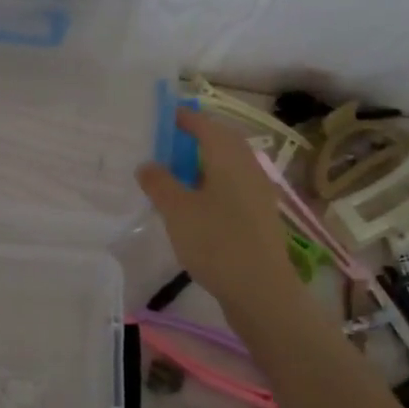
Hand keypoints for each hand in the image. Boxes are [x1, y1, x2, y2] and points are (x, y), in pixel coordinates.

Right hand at [135, 108, 302, 312]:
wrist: (261, 290)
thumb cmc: (216, 243)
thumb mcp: (177, 211)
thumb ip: (159, 183)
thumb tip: (147, 164)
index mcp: (228, 157)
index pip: (205, 124)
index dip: (183, 118)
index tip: (160, 117)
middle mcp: (247, 167)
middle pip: (221, 141)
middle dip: (195, 137)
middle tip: (166, 143)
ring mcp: (257, 192)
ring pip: (228, 165)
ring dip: (203, 162)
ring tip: (176, 172)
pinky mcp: (258, 215)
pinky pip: (232, 186)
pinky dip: (212, 183)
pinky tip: (195, 202)